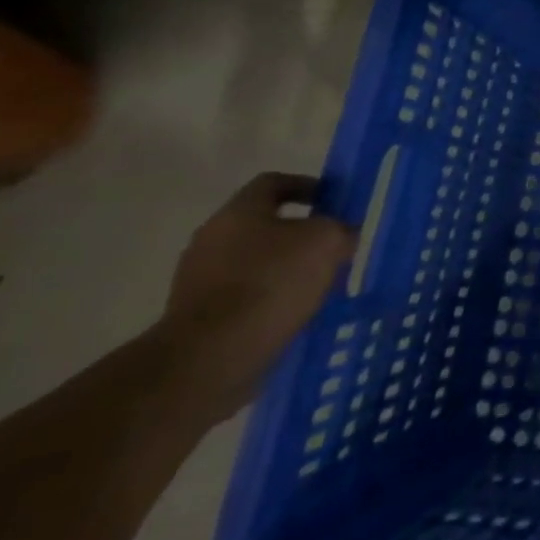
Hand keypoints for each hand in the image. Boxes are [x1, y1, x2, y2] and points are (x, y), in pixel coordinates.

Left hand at [156, 172, 354, 422]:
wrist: (210, 356)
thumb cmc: (272, 282)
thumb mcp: (327, 242)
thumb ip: (340, 229)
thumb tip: (343, 233)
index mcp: (239, 212)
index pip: (273, 182)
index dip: (307, 186)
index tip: (333, 201)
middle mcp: (211, 238)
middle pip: (262, 224)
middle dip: (298, 232)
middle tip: (331, 246)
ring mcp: (197, 279)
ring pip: (252, 262)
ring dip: (283, 268)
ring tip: (316, 284)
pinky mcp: (195, 317)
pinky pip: (241, 296)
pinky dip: (267, 299)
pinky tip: (292, 312)